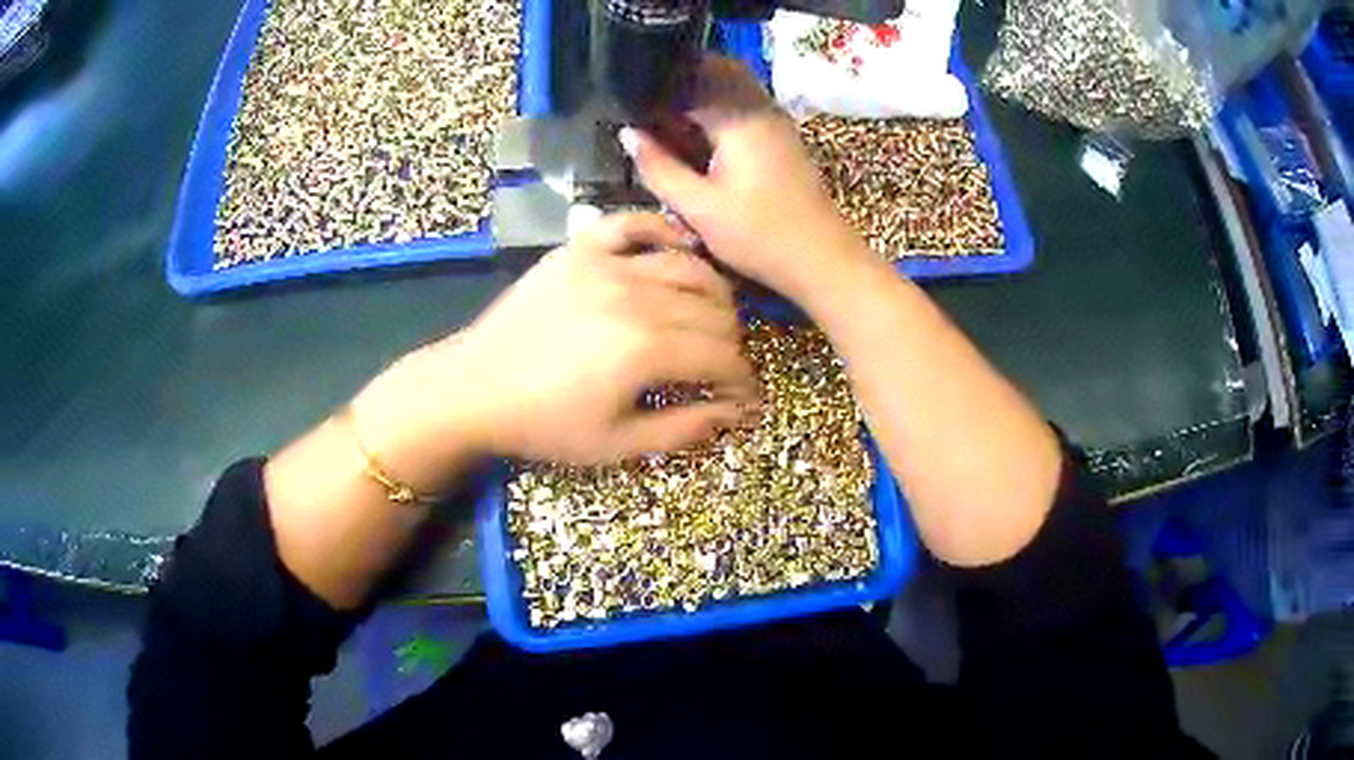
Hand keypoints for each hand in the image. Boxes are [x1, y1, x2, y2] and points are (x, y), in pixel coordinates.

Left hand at [355, 212, 756, 478]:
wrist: (474, 388)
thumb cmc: (544, 424)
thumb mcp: (617, 444)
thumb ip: (684, 428)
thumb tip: (736, 412)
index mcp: (646, 350)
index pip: (723, 356)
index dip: (743, 379)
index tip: (745, 397)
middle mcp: (634, 296)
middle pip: (715, 311)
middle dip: (732, 343)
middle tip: (723, 366)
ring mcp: (605, 263)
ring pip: (688, 265)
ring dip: (712, 293)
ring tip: (709, 318)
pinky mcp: (580, 248)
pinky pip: (635, 223)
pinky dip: (664, 232)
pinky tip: (678, 250)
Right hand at [622, 56, 873, 303]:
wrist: (822, 259)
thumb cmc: (759, 236)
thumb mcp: (699, 207)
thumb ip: (659, 167)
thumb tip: (628, 133)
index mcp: (737, 118)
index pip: (690, 78)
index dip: (656, 87)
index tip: (629, 105)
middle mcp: (759, 108)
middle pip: (715, 72)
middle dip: (679, 85)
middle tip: (648, 113)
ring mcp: (775, 121)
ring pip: (731, 87)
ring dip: (699, 97)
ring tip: (668, 125)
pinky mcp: (782, 137)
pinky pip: (744, 106)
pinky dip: (718, 112)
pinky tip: (699, 140)